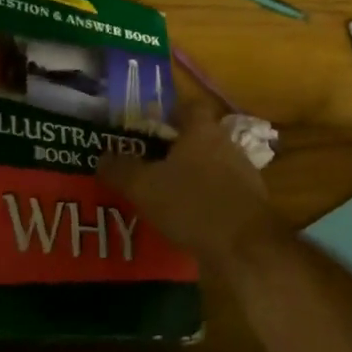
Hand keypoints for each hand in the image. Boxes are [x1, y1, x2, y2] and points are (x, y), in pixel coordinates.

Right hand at [98, 106, 277, 266]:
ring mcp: (243, 173)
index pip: (189, 107)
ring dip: (191, 176)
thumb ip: (121, 170)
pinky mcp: (249, 202)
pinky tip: (188, 219)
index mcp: (202, 131)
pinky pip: (221, 193)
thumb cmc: (192, 204)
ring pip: (211, 166)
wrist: (244, 245)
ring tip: (165, 195)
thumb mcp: (145, 187)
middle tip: (150, 165)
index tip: (151, 126)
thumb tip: (102, 156)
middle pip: (199, 138)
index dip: (171, 112)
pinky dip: (205, 201)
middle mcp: (226, 144)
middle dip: (176, 149)